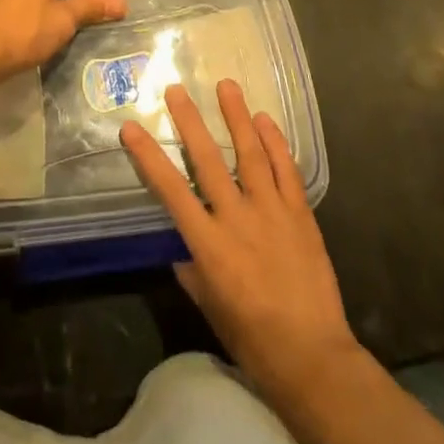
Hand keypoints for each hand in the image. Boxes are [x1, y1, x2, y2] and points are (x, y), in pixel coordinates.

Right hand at [121, 80, 359, 404]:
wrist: (313, 357)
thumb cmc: (253, 340)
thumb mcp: (210, 307)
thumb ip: (193, 271)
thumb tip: (182, 248)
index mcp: (208, 245)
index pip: (170, 190)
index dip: (149, 156)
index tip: (131, 128)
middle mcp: (237, 218)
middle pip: (208, 160)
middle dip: (190, 122)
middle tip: (177, 90)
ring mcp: (272, 212)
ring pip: (250, 154)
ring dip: (237, 117)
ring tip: (226, 86)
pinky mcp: (300, 214)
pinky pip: (286, 170)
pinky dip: (275, 143)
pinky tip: (266, 121)